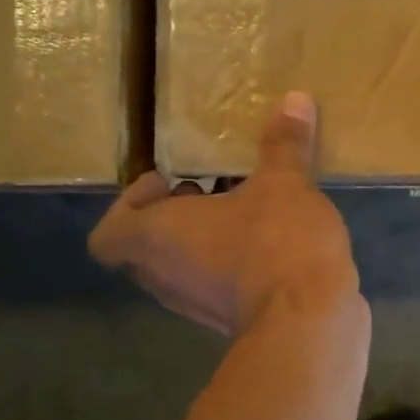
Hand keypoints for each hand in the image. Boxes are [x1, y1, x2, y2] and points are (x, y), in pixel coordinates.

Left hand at [88, 92, 362, 337]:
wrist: (310, 321)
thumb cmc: (277, 242)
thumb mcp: (284, 182)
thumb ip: (284, 144)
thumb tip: (295, 98)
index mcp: (157, 237)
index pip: (109, 233)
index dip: (130, 204)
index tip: (172, 182)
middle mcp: (165, 275)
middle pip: (145, 247)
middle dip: (175, 216)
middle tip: (211, 189)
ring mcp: (196, 304)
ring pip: (182, 268)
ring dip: (204, 241)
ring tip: (246, 211)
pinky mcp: (231, 320)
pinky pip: (216, 286)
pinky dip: (232, 265)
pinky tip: (273, 243)